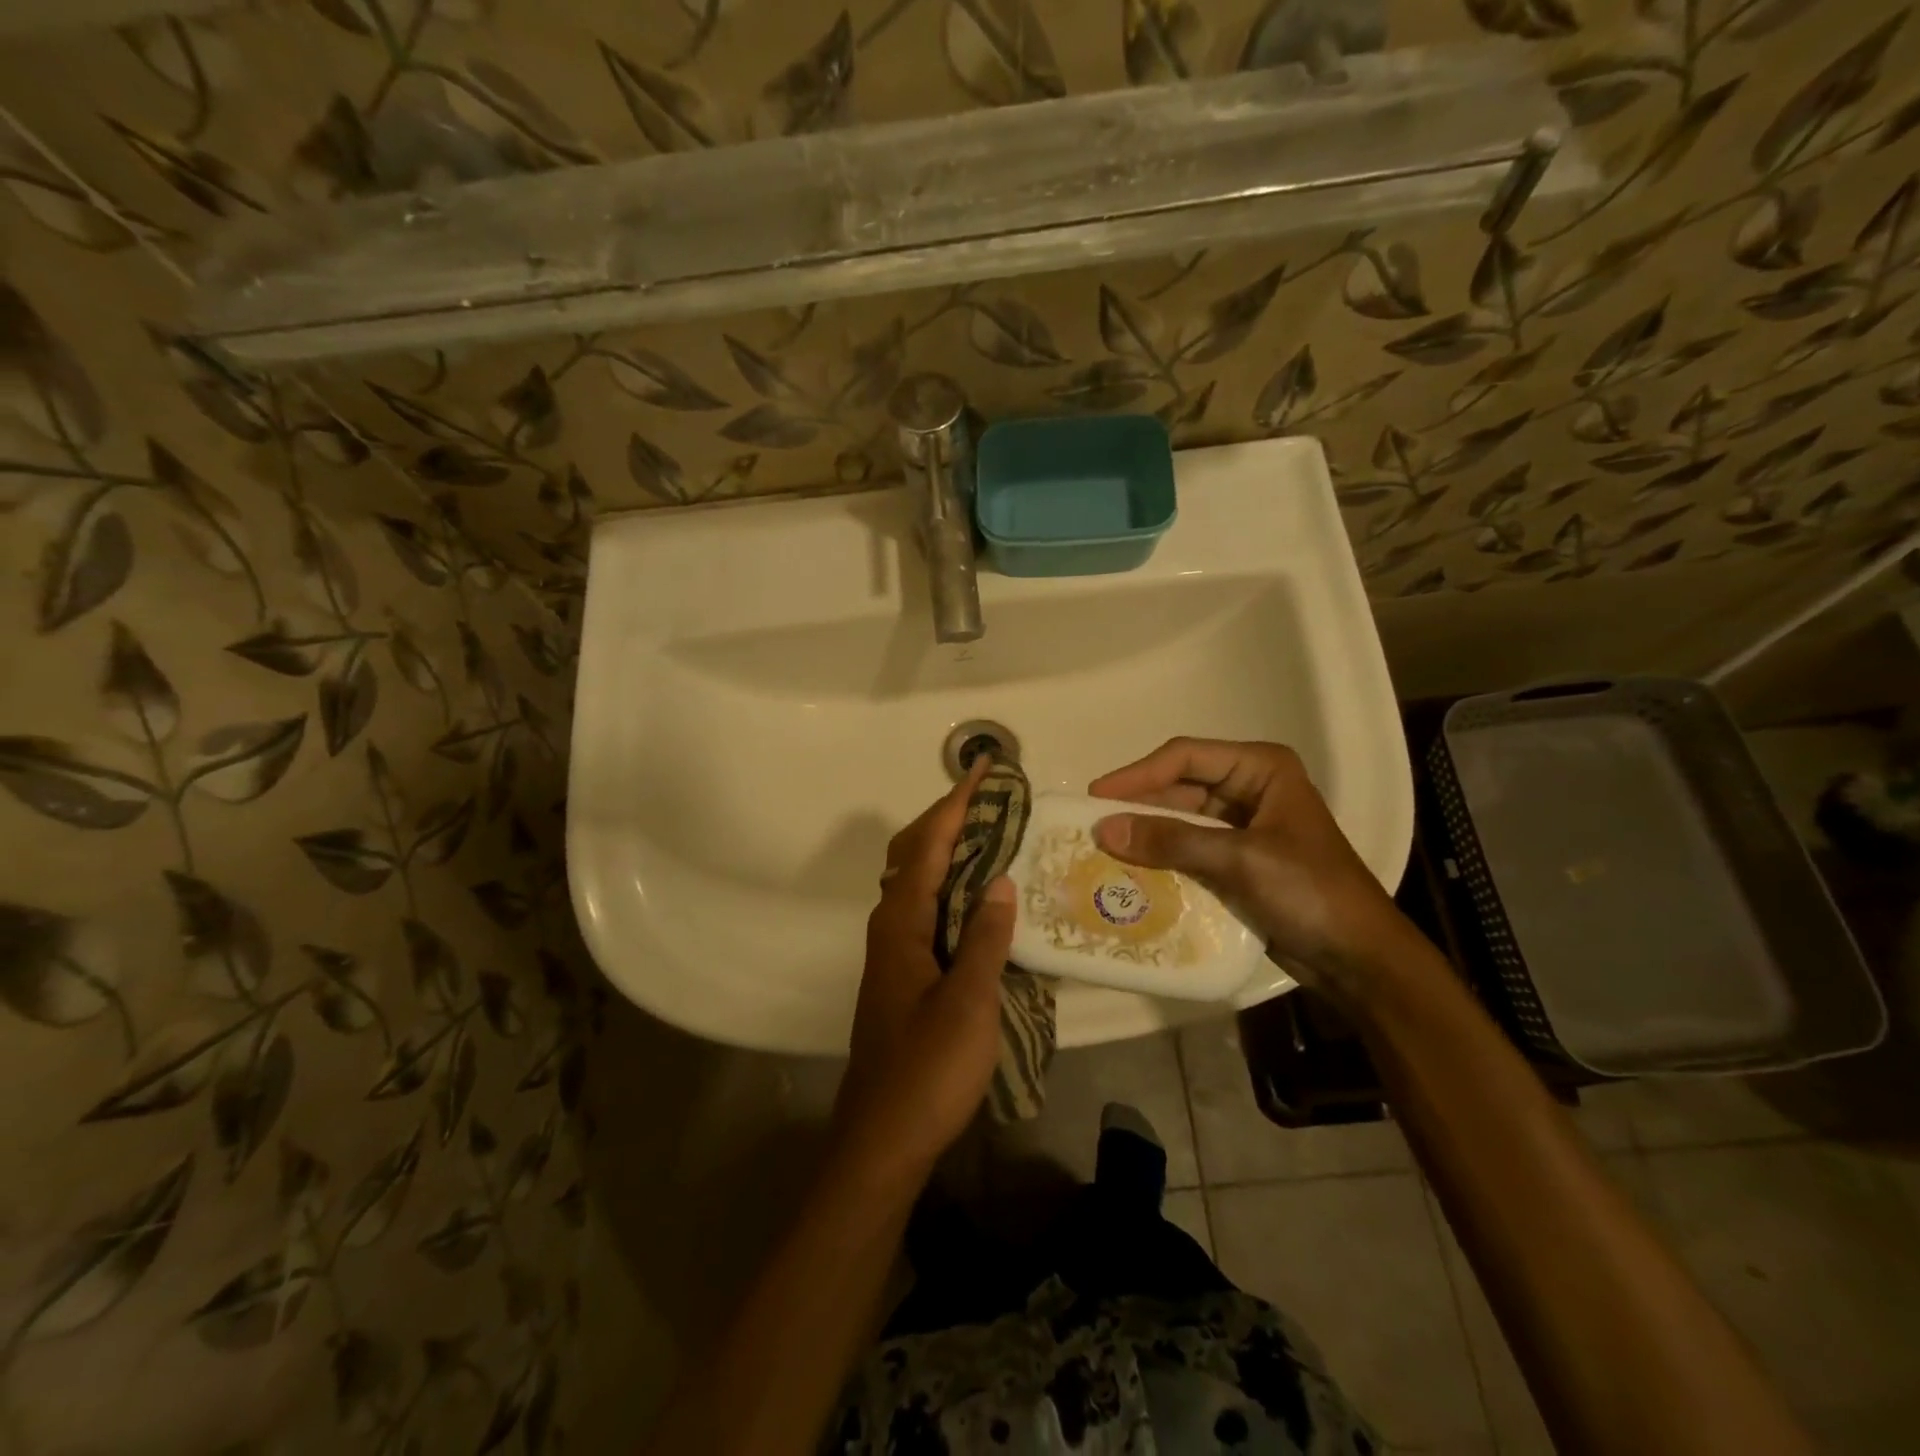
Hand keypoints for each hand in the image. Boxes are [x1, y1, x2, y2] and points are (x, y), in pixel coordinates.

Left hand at [834, 760, 1016, 1186]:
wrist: (883, 1138)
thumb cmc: (927, 1070)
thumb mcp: (969, 1003)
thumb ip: (985, 938)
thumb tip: (999, 881)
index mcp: (901, 923)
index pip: (928, 845)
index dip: (956, 803)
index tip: (984, 770)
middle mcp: (892, 926)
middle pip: (916, 853)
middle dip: (951, 817)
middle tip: (996, 798)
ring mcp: (896, 950)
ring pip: (921, 880)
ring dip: (951, 849)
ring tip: (995, 833)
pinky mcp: (906, 972)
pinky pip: (929, 907)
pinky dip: (952, 884)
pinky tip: (981, 895)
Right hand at [1088, 738, 1406, 986]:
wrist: (1358, 959)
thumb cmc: (1309, 893)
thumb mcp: (1239, 860)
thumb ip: (1171, 841)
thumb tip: (1104, 828)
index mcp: (1260, 769)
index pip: (1185, 757)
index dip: (1137, 775)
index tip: (1095, 797)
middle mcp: (1249, 788)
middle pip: (1179, 787)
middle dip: (1138, 807)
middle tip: (1091, 827)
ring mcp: (1243, 826)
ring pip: (1180, 820)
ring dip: (1147, 835)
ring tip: (1103, 851)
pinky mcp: (1236, 861)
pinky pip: (1188, 849)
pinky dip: (1161, 858)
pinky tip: (1132, 873)